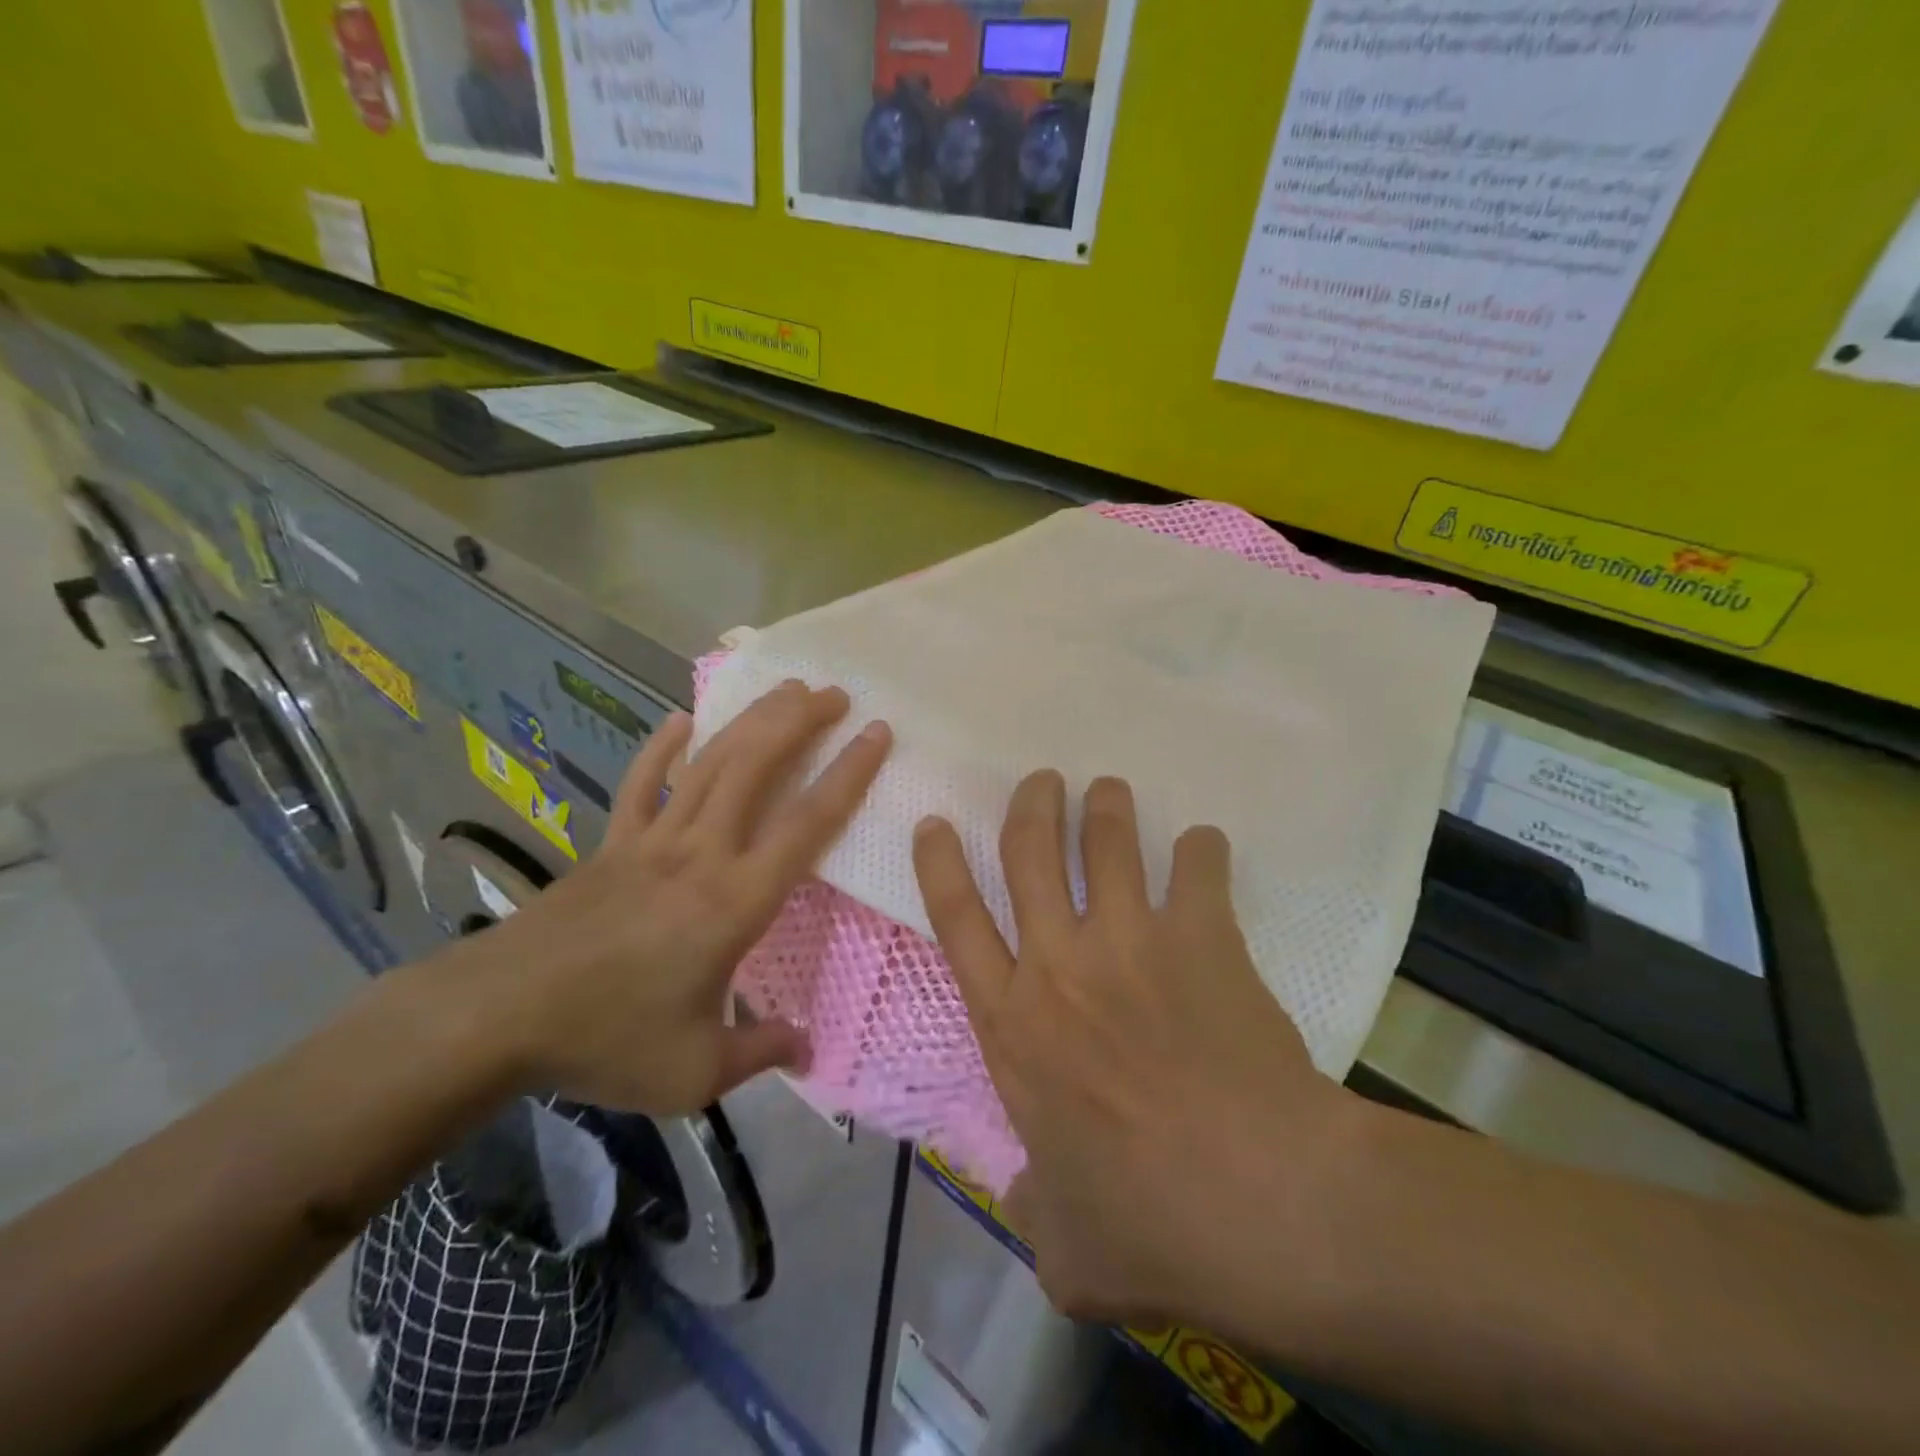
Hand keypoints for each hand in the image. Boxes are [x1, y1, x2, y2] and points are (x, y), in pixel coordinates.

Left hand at [462, 681, 890, 1114]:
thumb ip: (760, 1052)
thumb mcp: (695, 1072)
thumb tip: (808, 1048)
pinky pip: (642, 782)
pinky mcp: (612, 843)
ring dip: (751, 721)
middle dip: (799, 722)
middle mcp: (702, 853)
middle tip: (834, 693)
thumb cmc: (607, 1039)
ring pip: (711, 763)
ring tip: (784, 690)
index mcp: (736, 900)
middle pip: (757, 768)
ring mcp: (652, 840)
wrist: (497, 1016)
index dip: (848, 774)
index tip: (876, 733)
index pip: (807, 824)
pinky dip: (662, 747)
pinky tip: (680, 719)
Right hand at [913, 772, 1356, 1330]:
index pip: (956, 922)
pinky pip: (1197, 868)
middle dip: (1029, 806)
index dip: (940, 865)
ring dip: (1105, 808)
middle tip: (1040, 780)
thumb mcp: (1066, 1246)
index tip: (936, 823)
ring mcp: (1129, 942)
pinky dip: (1200, 849)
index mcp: (1013, 1026)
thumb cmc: (1150, 1225)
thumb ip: (1033, 1210)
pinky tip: (1204, 844)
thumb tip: (1021, 1198)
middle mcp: (1060, 967)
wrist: (1262, 1201)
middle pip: (1027, 855)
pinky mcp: (1199, 938)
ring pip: (1105, 843)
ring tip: (1108, 789)